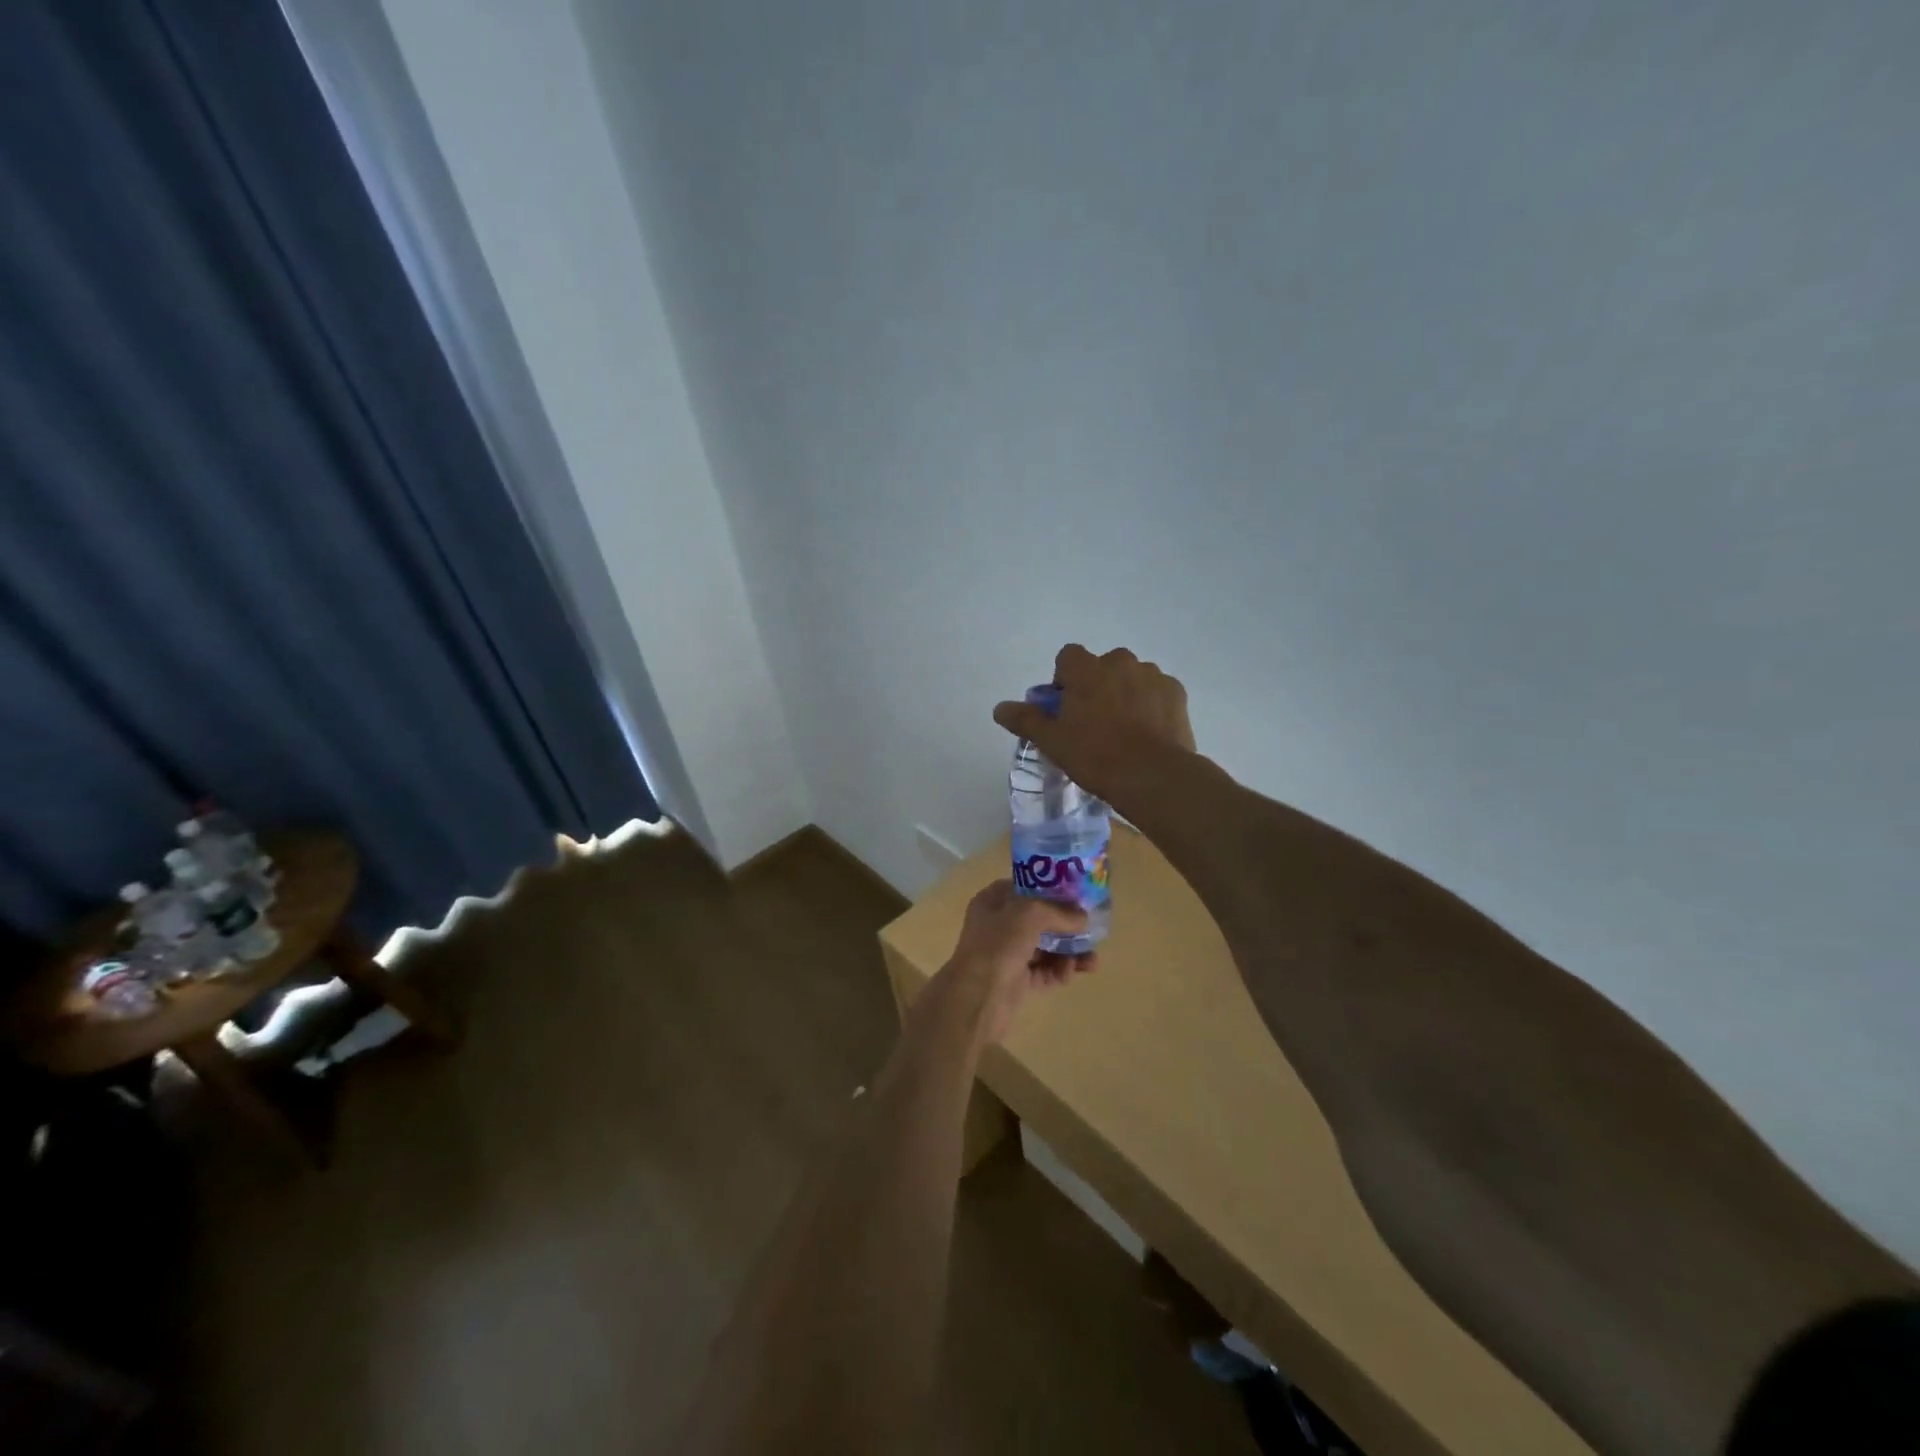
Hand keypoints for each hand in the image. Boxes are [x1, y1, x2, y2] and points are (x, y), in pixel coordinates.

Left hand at [940, 881, 1095, 1045]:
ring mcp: (1007, 953)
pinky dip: (1059, 971)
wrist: (976, 998)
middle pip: (1041, 919)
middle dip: (1067, 926)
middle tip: (1091, 931)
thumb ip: (1059, 911)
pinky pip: (1044, 971)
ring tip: (1090, 961)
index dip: (1052, 890)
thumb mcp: (1030, 914)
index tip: (1079, 895)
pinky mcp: (1016, 980)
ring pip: (1046, 947)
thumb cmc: (997, 945)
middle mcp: (999, 924)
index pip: (1027, 888)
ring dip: (1069, 952)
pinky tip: (1071, 974)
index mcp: (994, 901)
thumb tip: (1083, 917)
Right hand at [992, 645, 1195, 809]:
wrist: (1152, 775)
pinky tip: (1148, 732)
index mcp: (1086, 669)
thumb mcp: (1052, 741)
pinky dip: (1150, 705)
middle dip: (1097, 685)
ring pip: (1131, 677)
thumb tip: (1000, 708)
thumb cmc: (1095, 755)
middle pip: (1102, 666)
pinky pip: (1156, 691)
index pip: (1068, 657)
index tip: (1066, 707)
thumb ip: (1026, 719)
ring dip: (1125, 693)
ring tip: (1124, 730)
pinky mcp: (1176, 692)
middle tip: (1094, 721)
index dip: (1065, 679)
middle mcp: (1120, 661)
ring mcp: (1152, 675)